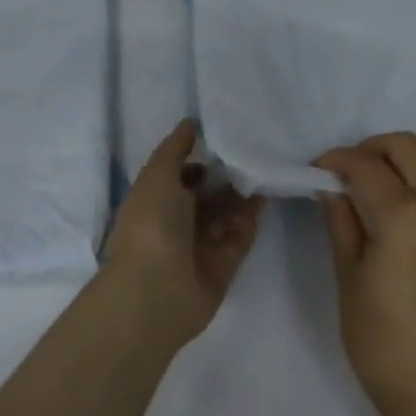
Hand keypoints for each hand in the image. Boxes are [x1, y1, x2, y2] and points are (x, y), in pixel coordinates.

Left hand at [104, 119, 264, 344]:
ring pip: (225, 214)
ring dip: (242, 195)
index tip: (225, 137)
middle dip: (226, 175)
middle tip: (253, 152)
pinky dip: (250, 219)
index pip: (179, 175)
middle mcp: (175, 223)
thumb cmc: (151, 226)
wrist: (157, 292)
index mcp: (154, 201)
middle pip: (206, 195)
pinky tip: (264, 196)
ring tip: (264, 169)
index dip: (198, 158)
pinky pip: (240, 237)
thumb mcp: (157, 175)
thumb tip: (190, 123)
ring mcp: (199, 246)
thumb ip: (175, 149)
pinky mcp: (222, 266)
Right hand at [315, 132, 415, 415]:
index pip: (363, 165)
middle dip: (371, 148)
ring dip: (408, 160)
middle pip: (406, 146)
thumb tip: (331, 187)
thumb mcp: (347, 273)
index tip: (316, 170)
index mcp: (401, 213)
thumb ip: (341, 220)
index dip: (334, 160)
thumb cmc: (376, 333)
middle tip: (346, 172)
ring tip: (382, 184)